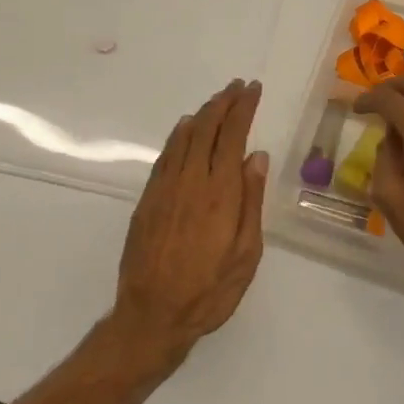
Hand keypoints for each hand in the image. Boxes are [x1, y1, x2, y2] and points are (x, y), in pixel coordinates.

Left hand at [113, 79, 267, 358]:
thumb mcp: (246, 254)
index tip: (252, 90)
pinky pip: (165, 156)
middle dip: (223, 103)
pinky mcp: (147, 200)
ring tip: (216, 100)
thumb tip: (256, 156)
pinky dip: (179, 135)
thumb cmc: (209, 290)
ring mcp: (165, 188)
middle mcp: (190, 181)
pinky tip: (185, 129)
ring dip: (202, 114)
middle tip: (237, 87)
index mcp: (220, 192)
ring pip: (184, 137)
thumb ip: (251, 202)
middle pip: (206, 128)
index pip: (232, 135)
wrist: (151, 316)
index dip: (243, 108)